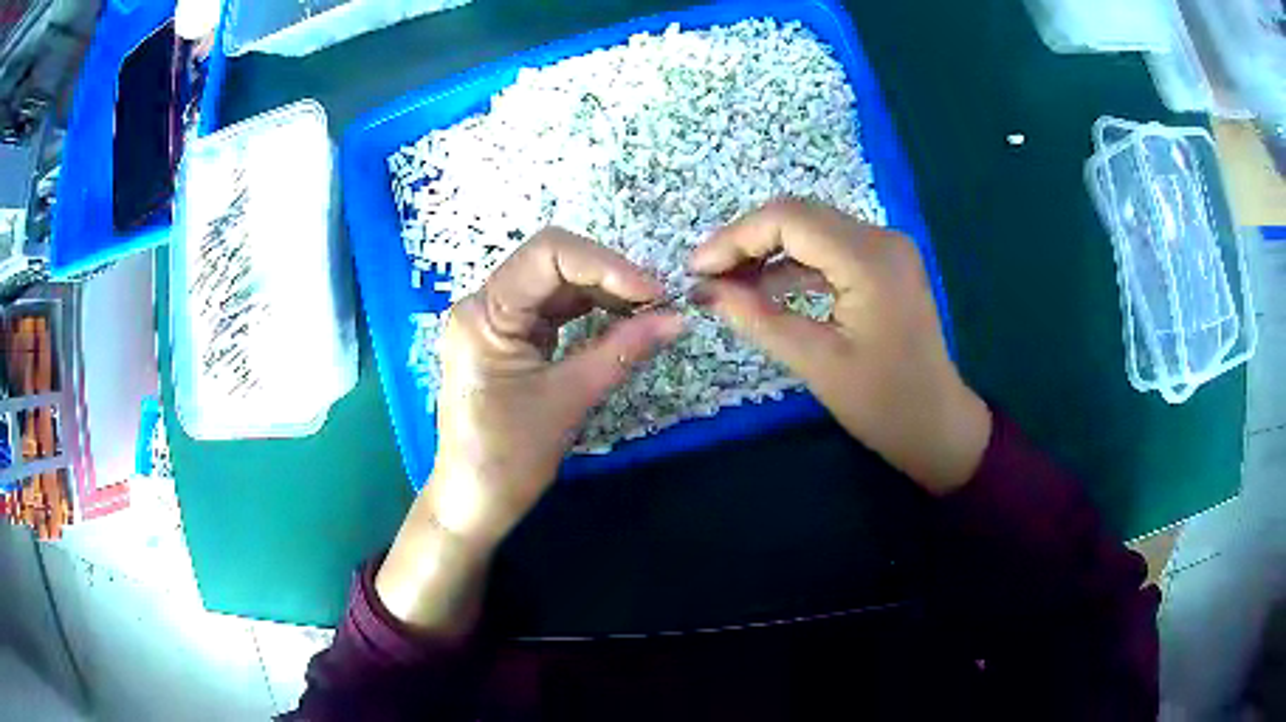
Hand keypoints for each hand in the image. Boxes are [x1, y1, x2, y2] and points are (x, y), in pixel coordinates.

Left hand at [377, 228, 681, 631]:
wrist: (475, 502)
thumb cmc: (510, 457)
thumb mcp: (569, 398)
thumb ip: (622, 350)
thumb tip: (678, 318)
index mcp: (485, 313)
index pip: (548, 253)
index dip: (606, 264)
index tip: (652, 292)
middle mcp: (484, 305)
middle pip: (552, 262)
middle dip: (608, 276)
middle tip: (658, 302)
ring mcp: (496, 321)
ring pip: (556, 284)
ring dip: (604, 292)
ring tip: (648, 312)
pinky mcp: (509, 339)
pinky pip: (553, 310)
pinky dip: (590, 312)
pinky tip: (622, 322)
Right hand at [690, 198, 990, 494]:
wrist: (938, 426)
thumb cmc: (884, 405)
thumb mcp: (816, 363)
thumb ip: (758, 319)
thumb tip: (705, 291)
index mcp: (870, 260)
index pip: (788, 219)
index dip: (735, 238)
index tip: (697, 270)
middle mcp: (881, 238)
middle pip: (798, 216)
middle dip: (746, 243)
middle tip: (707, 278)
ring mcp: (886, 249)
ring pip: (811, 230)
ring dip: (767, 253)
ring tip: (727, 286)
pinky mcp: (883, 264)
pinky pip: (828, 250)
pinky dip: (793, 265)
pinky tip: (764, 290)